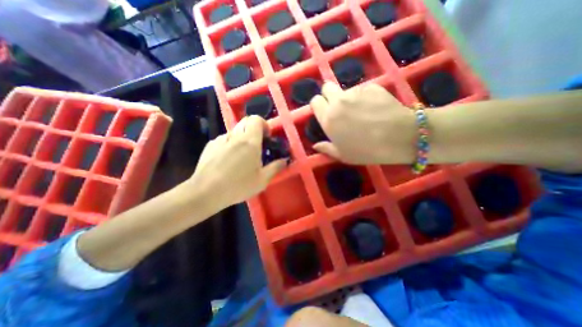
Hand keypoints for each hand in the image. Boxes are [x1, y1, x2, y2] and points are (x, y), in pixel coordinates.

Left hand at [188, 116, 286, 208]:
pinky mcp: (210, 145)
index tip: (266, 136)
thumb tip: (285, 160)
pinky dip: (230, 144)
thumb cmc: (238, 186)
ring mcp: (220, 139)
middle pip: (245, 121)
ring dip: (242, 138)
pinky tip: (227, 160)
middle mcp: (235, 136)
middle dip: (254, 129)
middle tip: (257, 145)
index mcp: (249, 142)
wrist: (205, 192)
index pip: (256, 119)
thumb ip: (275, 167)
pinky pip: (224, 139)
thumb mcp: (262, 180)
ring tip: (241, 156)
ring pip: (235, 131)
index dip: (263, 124)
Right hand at [311, 81, 416, 163]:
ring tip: (361, 112)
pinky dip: (364, 97)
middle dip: (329, 95)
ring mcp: (355, 92)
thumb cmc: (367, 150)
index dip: (318, 106)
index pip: (315, 101)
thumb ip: (326, 148)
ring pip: (345, 90)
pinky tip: (374, 109)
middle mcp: (338, 102)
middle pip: (326, 87)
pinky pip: (362, 90)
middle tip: (338, 108)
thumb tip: (316, 145)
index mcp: (328, 118)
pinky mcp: (372, 86)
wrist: (400, 136)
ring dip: (347, 98)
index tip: (324, 112)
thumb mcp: (343, 155)